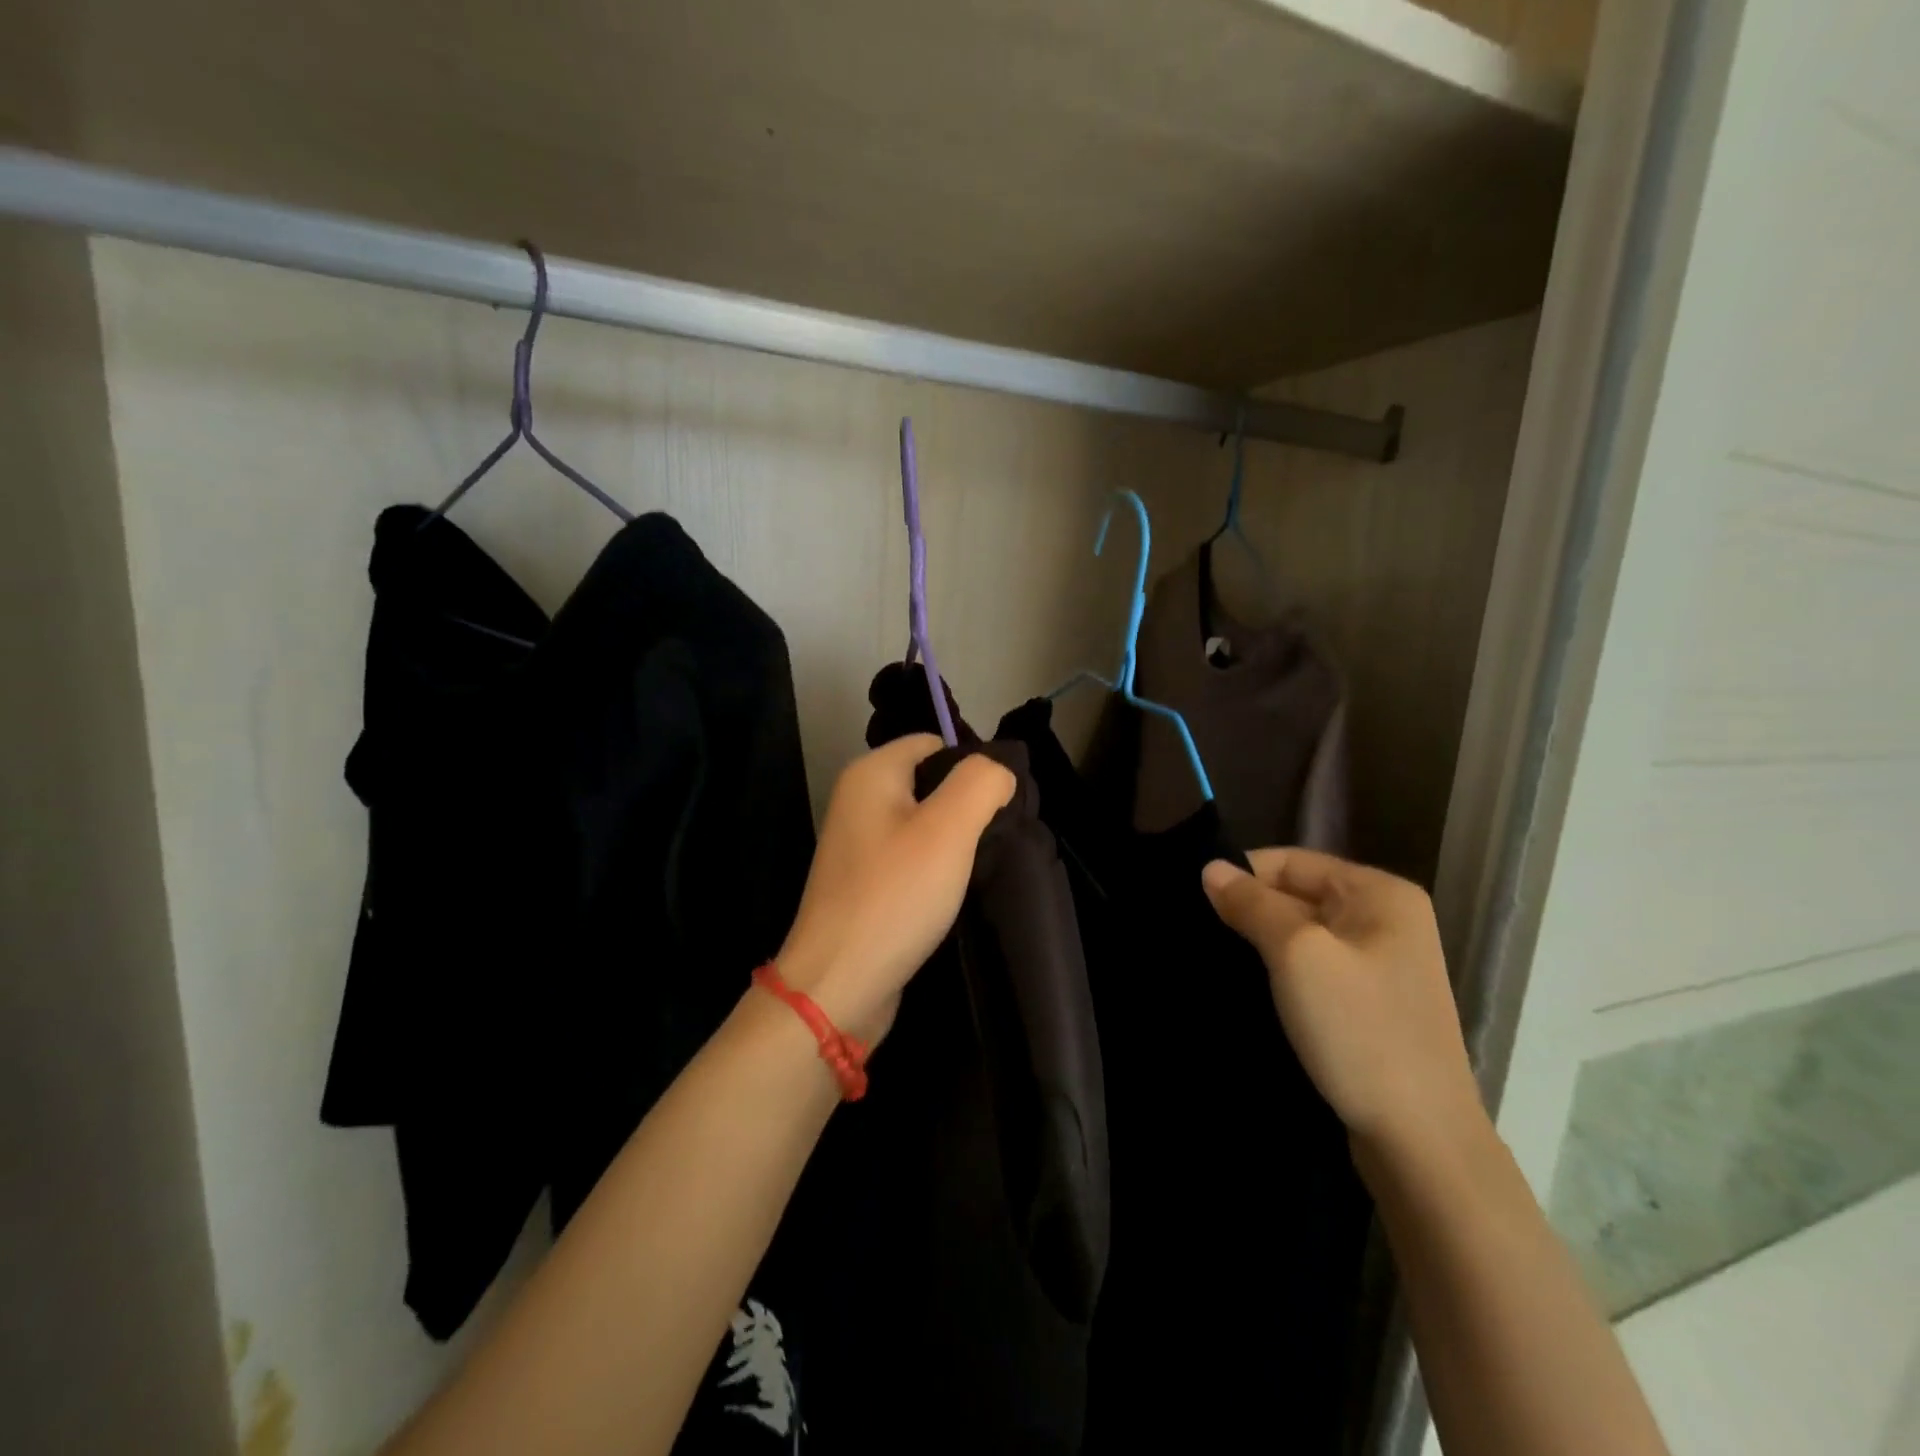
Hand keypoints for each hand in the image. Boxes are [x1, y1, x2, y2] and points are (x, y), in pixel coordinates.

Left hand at [775, 736, 1014, 1045]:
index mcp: (871, 774)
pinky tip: (953, 894)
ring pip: (923, 825)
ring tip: (981, 867)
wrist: (838, 984)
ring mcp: (858, 846)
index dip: (972, 767)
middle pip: (930, 783)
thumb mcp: (949, 828)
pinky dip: (934, 871)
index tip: (1000, 807)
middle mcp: (857, 802)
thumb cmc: (894, 896)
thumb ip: (981, 782)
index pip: (934, 744)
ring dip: (954, 843)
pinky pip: (910, 860)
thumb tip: (998, 772)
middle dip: (967, 806)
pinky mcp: (864, 884)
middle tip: (997, 839)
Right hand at [1201, 849, 1486, 1159]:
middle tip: (1199, 933)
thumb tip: (1210, 868)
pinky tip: (1249, 987)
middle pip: (1297, 894)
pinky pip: (1313, 967)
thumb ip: (1252, 903)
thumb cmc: (1359, 1031)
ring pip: (1301, 933)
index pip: (1291, 860)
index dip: (1242, 875)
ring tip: (1216, 958)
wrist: (1419, 1141)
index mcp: (1380, 893)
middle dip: (1250, 910)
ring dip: (1261, 943)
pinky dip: (1280, 972)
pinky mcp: (1370, 1002)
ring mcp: (1381, 963)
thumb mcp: (1297, 954)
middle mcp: (1386, 918)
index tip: (1196, 903)